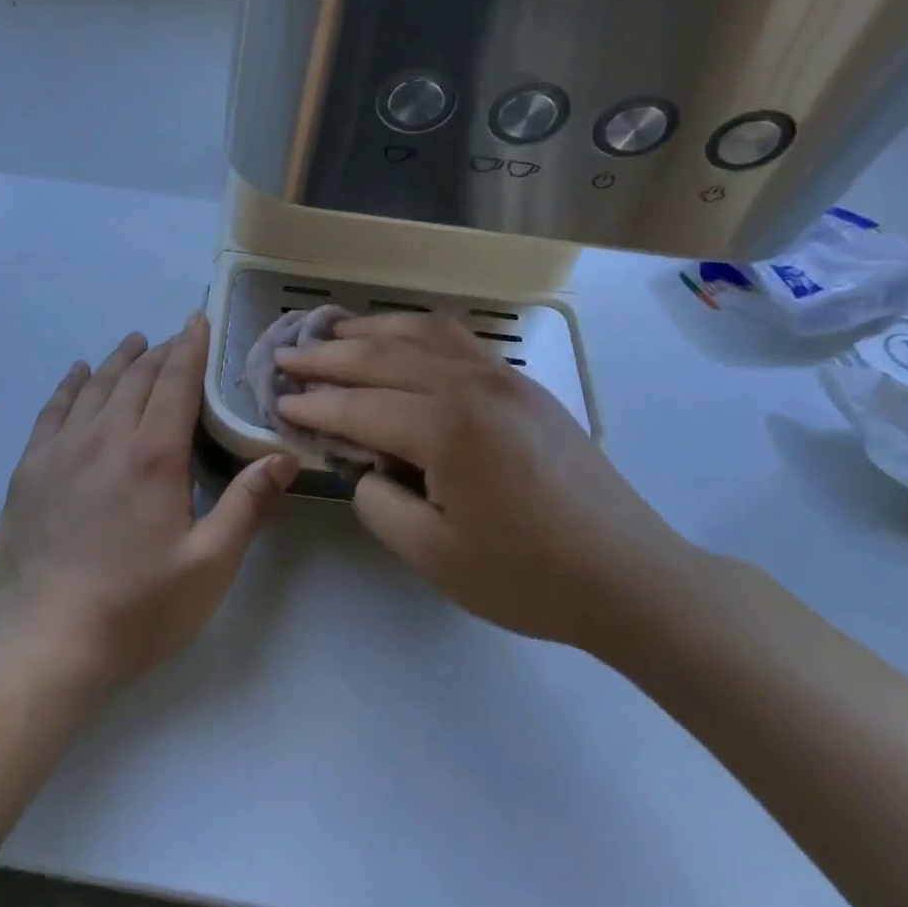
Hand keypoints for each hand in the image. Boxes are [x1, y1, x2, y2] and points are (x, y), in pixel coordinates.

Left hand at [0, 312, 297, 688]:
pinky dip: (69, 385)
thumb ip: (248, 505)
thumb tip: (283, 457)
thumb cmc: (137, 609)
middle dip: (160, 351)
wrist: (44, 646)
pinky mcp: (29, 471)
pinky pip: (52, 411)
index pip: (176, 381)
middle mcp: (105, 437)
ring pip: (95, 387)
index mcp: (153, 454)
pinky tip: (78, 373)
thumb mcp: (209, 566)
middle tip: (176, 338)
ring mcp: (61, 451)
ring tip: (134, 343)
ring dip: (119, 360)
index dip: (190, 346)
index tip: (198, 319)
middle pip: (136, 377)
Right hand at [276, 314, 690, 652]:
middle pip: (381, 357)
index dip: (313, 406)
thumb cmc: (528, 576)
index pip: (359, 407)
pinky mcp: (522, 383)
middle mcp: (470, 385)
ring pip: (419, 333)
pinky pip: (457, 338)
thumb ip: (378, 502)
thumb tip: (364, 464)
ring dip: (370, 330)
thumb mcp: (433, 556)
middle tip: (286, 358)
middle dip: (327, 357)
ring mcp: (502, 376)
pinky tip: (400, 336)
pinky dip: (415, 330)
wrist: (630, 575)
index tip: (277, 401)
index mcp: (446, 428)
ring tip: (333, 332)